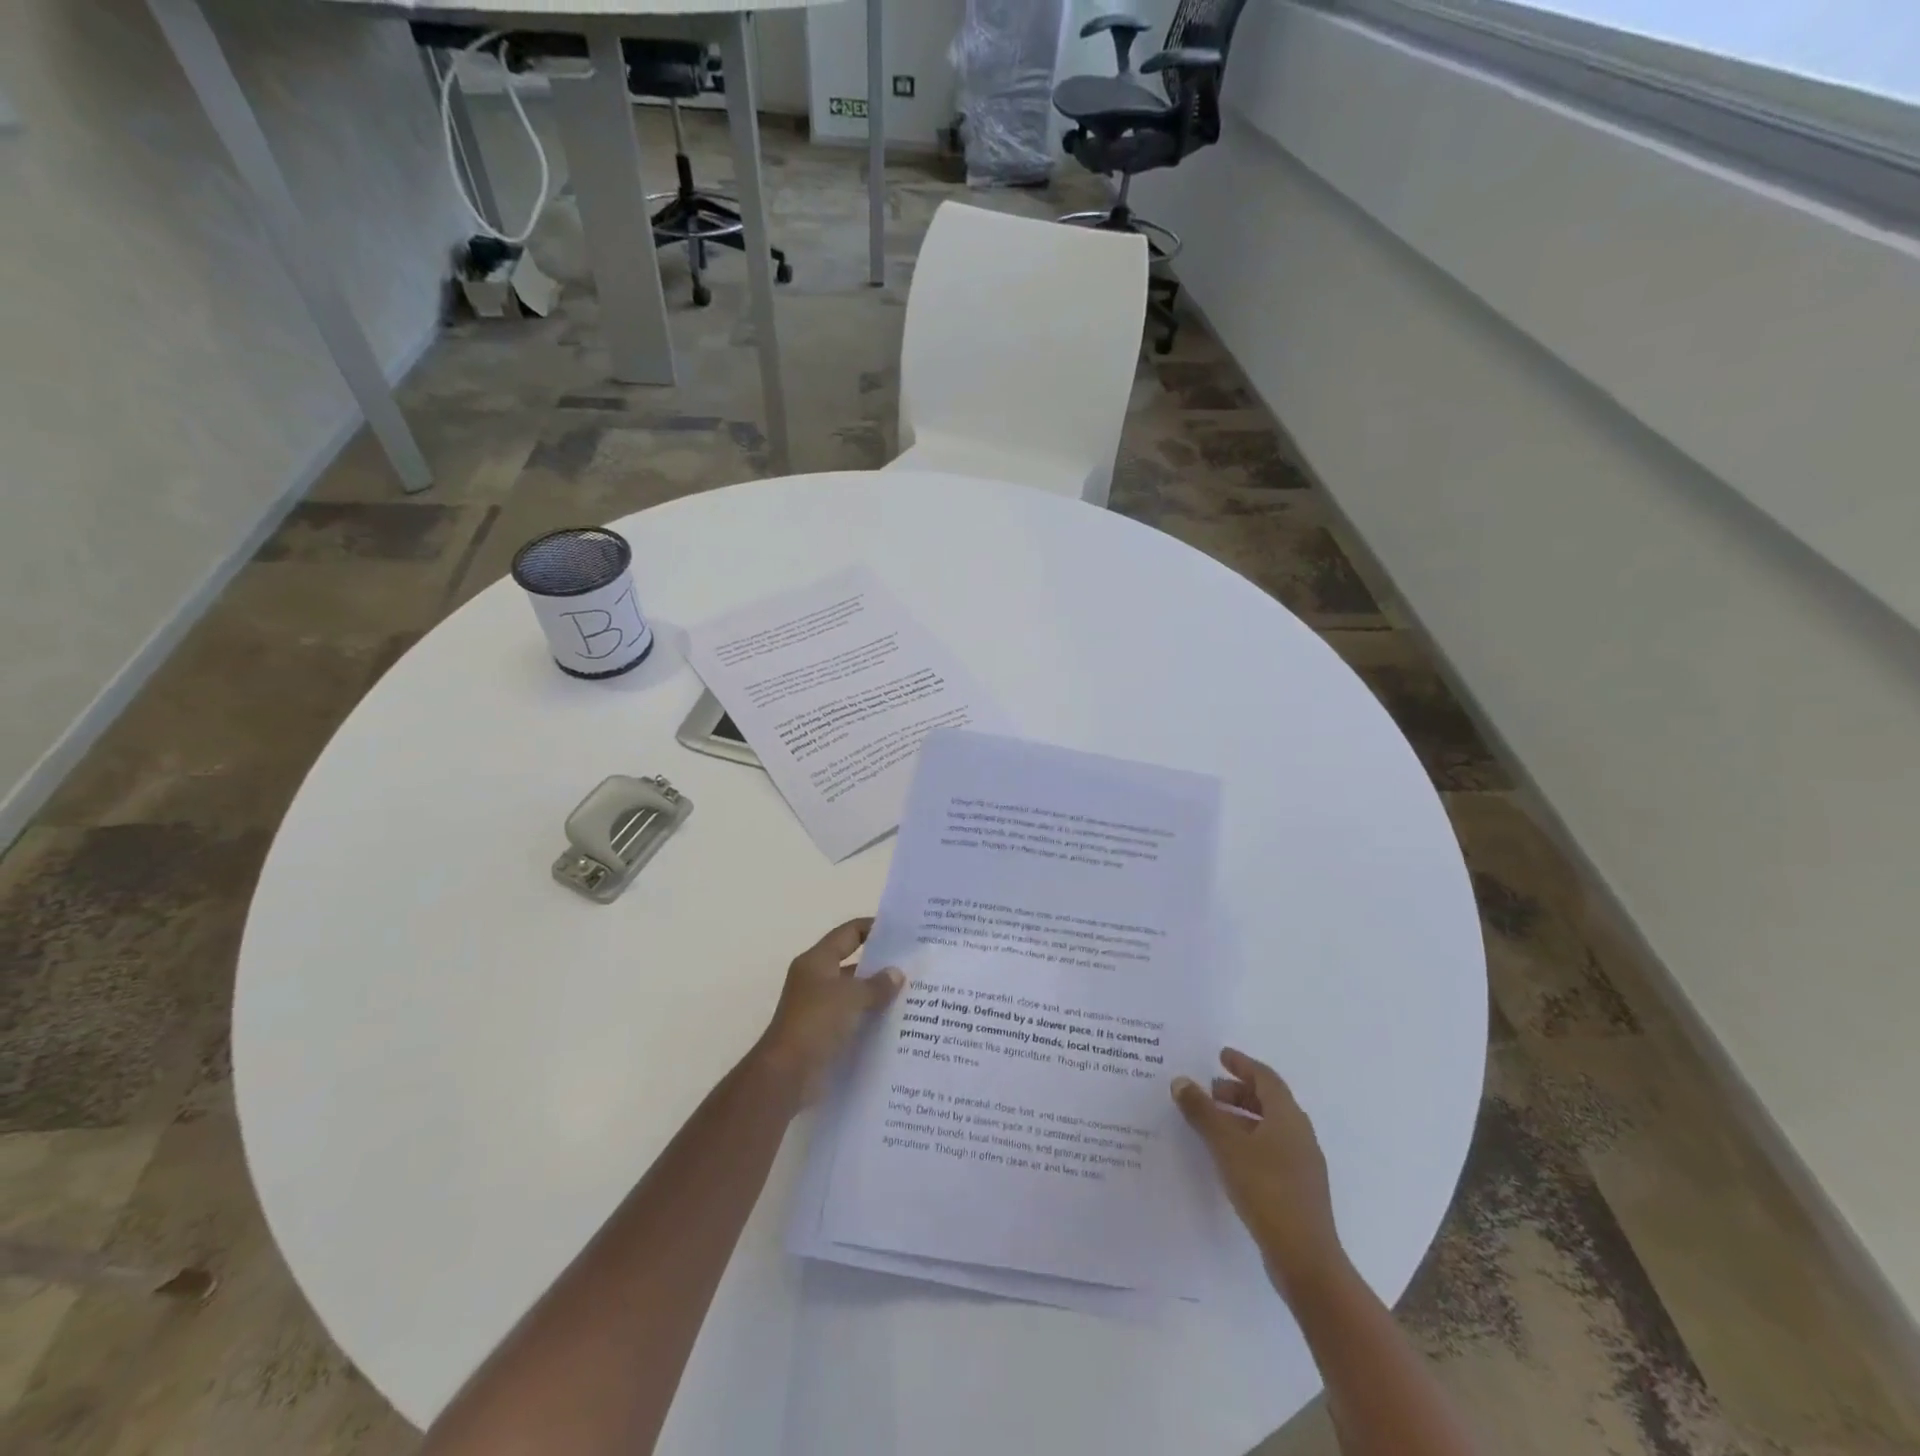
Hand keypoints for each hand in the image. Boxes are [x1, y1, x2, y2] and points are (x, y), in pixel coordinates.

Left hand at [753, 919, 903, 1104]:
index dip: (873, 928)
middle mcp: (816, 980)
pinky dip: (870, 1020)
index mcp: (817, 961)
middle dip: (881, 966)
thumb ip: (877, 984)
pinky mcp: (824, 1034)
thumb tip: (896, 973)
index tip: (901, 931)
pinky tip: (897, 1025)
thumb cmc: (816, 1023)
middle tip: (915, 966)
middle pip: (853, 964)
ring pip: (854, 994)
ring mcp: (818, 1009)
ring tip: (913, 996)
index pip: (849, 933)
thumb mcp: (851, 997)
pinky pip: (852, 1020)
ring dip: (878, 996)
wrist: (787, 1075)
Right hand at [1173, 1048, 1347, 1302]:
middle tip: (1210, 1090)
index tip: (1221, 1055)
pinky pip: (1271, 1150)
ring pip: (1270, 1127)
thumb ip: (1203, 1112)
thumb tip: (1181, 1081)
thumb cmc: (1266, 1190)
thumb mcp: (1226, 1146)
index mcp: (1288, 1117)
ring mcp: (1303, 1165)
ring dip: (1242, 1117)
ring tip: (1213, 1123)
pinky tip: (1229, 1157)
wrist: (1306, 1260)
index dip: (1242, 1064)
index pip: (1265, 1078)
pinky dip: (1249, 1141)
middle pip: (1269, 1101)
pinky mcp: (1298, 1190)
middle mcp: (1299, 1134)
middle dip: (1239, 1091)